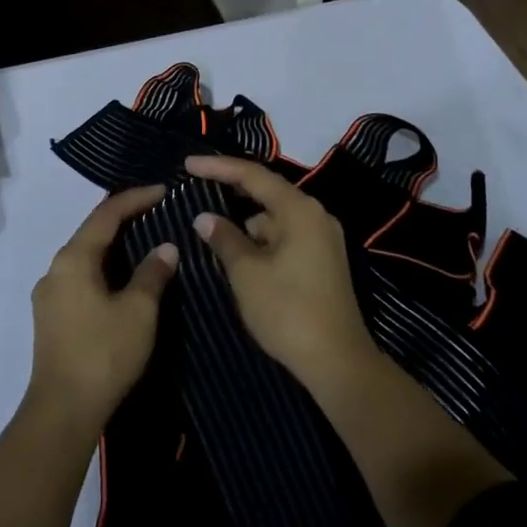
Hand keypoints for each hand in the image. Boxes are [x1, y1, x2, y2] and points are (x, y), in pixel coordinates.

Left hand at [28, 186, 178, 431]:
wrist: (62, 412)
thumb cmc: (103, 354)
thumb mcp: (139, 312)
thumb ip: (152, 274)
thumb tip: (165, 248)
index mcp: (74, 259)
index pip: (106, 214)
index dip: (135, 198)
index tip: (163, 191)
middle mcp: (55, 269)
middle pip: (92, 231)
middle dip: (123, 218)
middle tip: (155, 211)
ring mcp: (49, 294)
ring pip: (85, 256)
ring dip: (113, 245)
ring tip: (143, 241)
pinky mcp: (50, 317)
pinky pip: (80, 276)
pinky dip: (103, 267)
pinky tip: (121, 278)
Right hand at [185, 154, 376, 386]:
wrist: (337, 362)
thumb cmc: (287, 311)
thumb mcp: (246, 273)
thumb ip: (224, 238)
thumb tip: (205, 218)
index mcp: (299, 210)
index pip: (253, 175)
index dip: (218, 167)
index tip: (188, 164)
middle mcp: (315, 215)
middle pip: (266, 193)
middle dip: (231, 194)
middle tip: (197, 190)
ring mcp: (322, 238)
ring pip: (274, 219)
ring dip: (246, 224)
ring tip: (212, 235)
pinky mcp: (323, 260)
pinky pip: (285, 237)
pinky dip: (262, 241)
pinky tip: (239, 256)